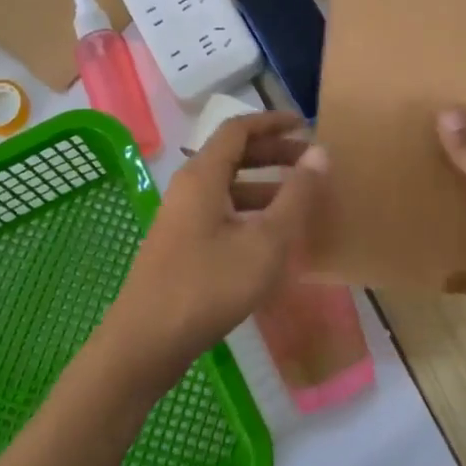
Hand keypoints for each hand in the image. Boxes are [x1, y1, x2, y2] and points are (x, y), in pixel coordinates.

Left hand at [100, 112, 328, 393]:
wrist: (146, 343)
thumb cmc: (208, 286)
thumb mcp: (265, 241)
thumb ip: (296, 196)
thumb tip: (320, 152)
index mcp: (203, 175)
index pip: (238, 129)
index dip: (272, 122)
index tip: (305, 125)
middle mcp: (189, 187)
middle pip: (233, 155)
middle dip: (273, 153)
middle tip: (311, 162)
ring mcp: (182, 218)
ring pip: (228, 186)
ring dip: (264, 185)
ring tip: (301, 200)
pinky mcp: (181, 245)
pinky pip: (221, 212)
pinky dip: (250, 211)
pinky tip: (272, 237)